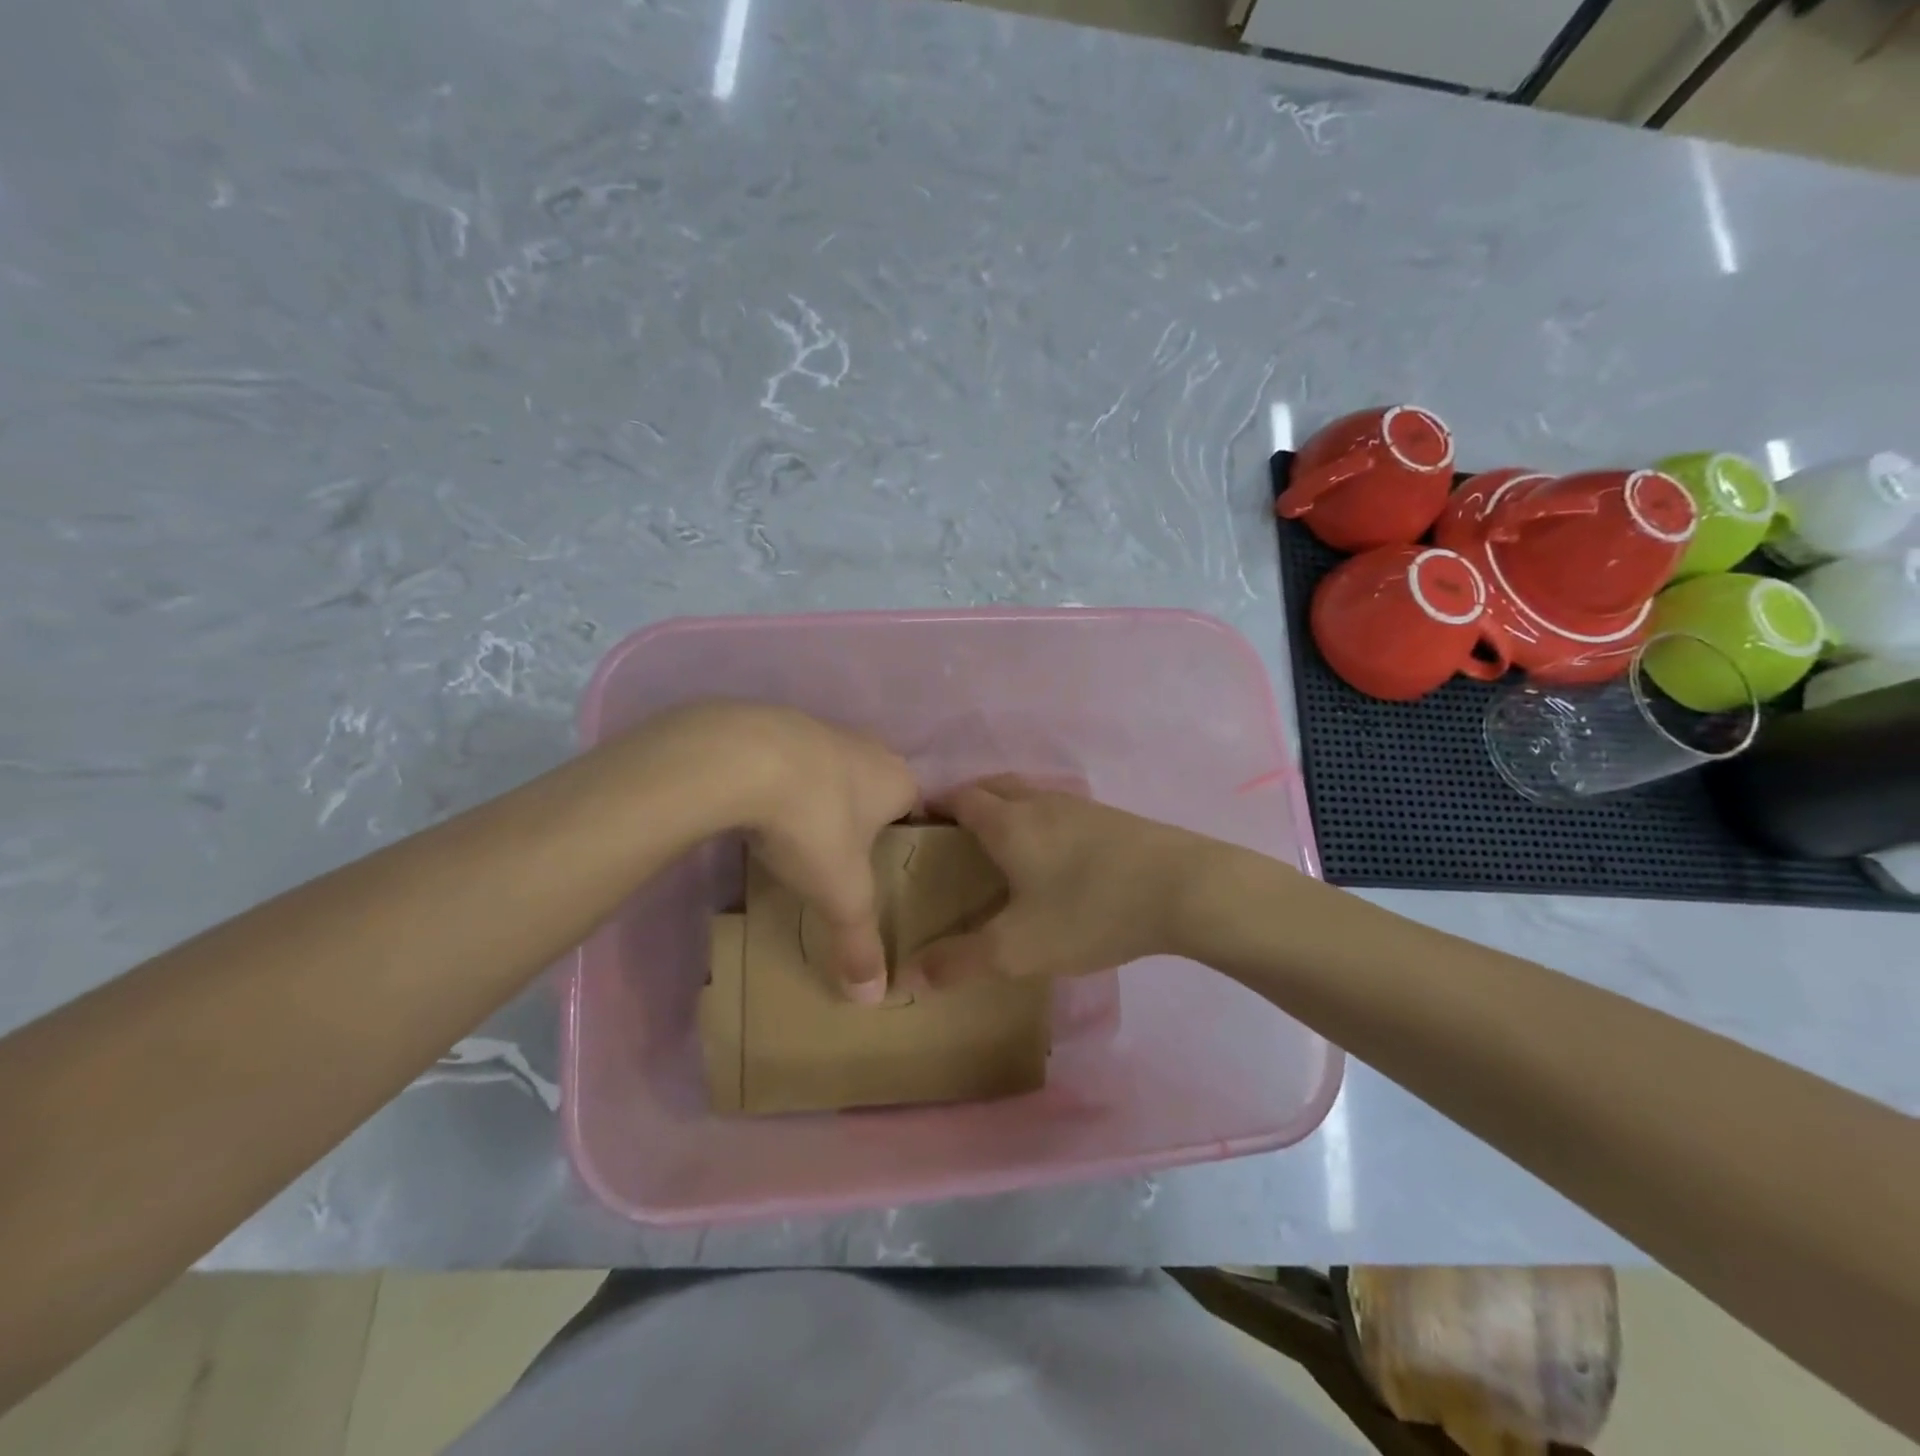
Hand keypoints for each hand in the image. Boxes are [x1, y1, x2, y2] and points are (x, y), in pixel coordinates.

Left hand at [647, 703, 916, 1002]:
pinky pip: (789, 758)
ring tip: (795, 835)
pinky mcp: (775, 722)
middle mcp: (869, 747)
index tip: (883, 866)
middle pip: (873, 786)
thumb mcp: (841, 894)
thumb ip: (860, 943)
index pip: (915, 809)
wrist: (742, 758)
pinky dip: (780, 779)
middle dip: (860, 817)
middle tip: (840, 857)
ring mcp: (820, 729)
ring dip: (818, 796)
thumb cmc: (814, 823)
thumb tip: (872, 1000)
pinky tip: (757, 807)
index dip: (903, 837)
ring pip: (831, 768)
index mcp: (898, 780)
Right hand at [901, 775, 1217, 987]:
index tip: (918, 823)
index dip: (936, 806)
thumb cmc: (1091, 910)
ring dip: (1007, 806)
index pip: (961, 798)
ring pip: (1030, 794)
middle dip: (968, 800)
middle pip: (994, 786)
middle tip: (954, 832)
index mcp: (1009, 823)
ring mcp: (1080, 807)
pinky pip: (1060, 808)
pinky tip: (1056, 855)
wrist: (1185, 889)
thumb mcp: (1019, 948)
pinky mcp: (1113, 818)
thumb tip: (908, 976)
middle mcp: (1040, 803)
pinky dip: (1040, 818)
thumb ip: (961, 962)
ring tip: (1001, 842)